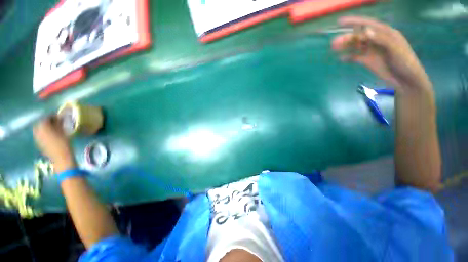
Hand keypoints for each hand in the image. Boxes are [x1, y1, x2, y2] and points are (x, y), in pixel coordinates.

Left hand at [33, 116, 75, 172]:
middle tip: (55, 122)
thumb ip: (59, 123)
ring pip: (39, 129)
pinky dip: (45, 133)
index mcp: (43, 126)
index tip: (59, 116)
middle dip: (47, 122)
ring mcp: (37, 138)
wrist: (61, 157)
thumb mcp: (63, 131)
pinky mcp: (39, 143)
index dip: (52, 116)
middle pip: (40, 123)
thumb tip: (59, 117)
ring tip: (54, 129)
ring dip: (45, 128)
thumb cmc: (64, 143)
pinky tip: (51, 135)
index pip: (45, 117)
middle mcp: (37, 131)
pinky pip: (40, 135)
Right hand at [332, 16, 432, 94]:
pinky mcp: (368, 60)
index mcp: (385, 33)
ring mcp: (372, 51)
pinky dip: (348, 57)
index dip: (354, 22)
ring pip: (356, 45)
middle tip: (334, 42)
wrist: (405, 80)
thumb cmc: (404, 62)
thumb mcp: (395, 49)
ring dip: (345, 46)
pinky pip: (356, 57)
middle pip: (359, 36)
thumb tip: (366, 31)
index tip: (340, 22)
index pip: (368, 24)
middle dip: (346, 37)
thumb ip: (381, 39)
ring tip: (334, 48)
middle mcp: (377, 40)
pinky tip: (341, 59)